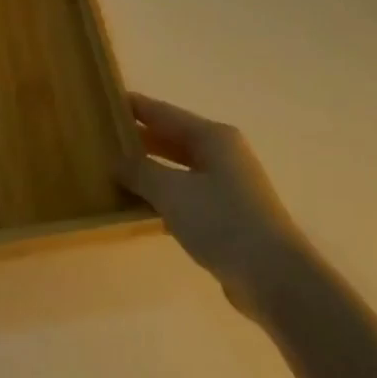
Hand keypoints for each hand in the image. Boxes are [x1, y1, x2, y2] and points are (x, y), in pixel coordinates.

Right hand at [116, 93, 306, 314]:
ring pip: (180, 168)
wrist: (273, 275)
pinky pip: (187, 195)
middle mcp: (223, 154)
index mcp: (213, 137)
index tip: (106, 101)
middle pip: (174, 138)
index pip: (165, 113)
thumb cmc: (222, 221)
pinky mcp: (228, 216)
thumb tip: (116, 161)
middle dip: (141, 138)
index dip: (136, 107)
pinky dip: (164, 196)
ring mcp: (228, 186)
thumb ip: (140, 172)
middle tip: (103, 138)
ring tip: (114, 170)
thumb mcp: (172, 192)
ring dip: (151, 169)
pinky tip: (141, 207)